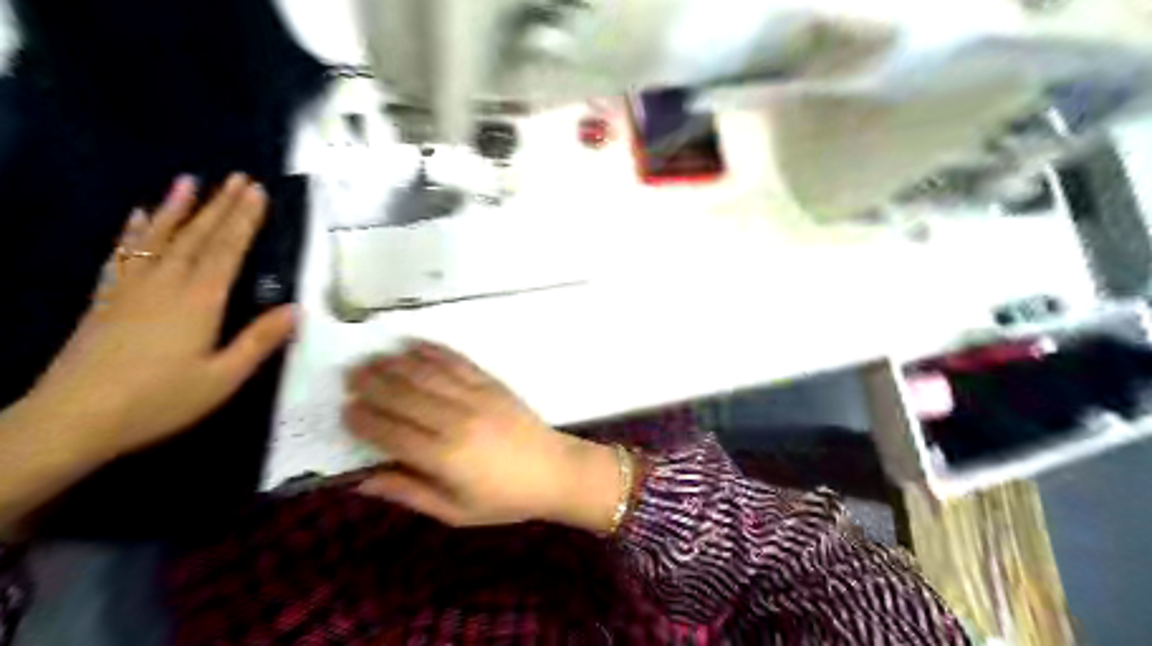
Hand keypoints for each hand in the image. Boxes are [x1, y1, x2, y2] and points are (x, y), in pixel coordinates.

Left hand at [27, 174, 294, 461]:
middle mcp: (166, 284)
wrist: (71, 419)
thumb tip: (296, 309)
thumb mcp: (222, 378)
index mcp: (199, 301)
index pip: (227, 250)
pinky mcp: (107, 298)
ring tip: (189, 180)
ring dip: (178, 207)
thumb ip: (259, 341)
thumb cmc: (158, 400)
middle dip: (221, 205)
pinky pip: (123, 254)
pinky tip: (140, 215)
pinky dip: (134, 232)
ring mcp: (131, 288)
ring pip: (160, 237)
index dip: (244, 220)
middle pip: (198, 236)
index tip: (258, 191)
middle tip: (238, 177)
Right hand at [345, 343, 625, 529]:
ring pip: (426, 373)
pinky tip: (413, 344)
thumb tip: (362, 480)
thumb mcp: (455, 511)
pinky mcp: (492, 383)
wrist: (555, 471)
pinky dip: (432, 350)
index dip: (363, 420)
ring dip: (394, 362)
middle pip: (403, 395)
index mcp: (444, 457)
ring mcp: (476, 396)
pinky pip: (457, 361)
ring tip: (371, 357)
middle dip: (370, 383)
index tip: (343, 411)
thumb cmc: (504, 499)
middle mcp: (456, 420)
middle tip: (348, 376)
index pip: (390, 432)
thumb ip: (409, 493)